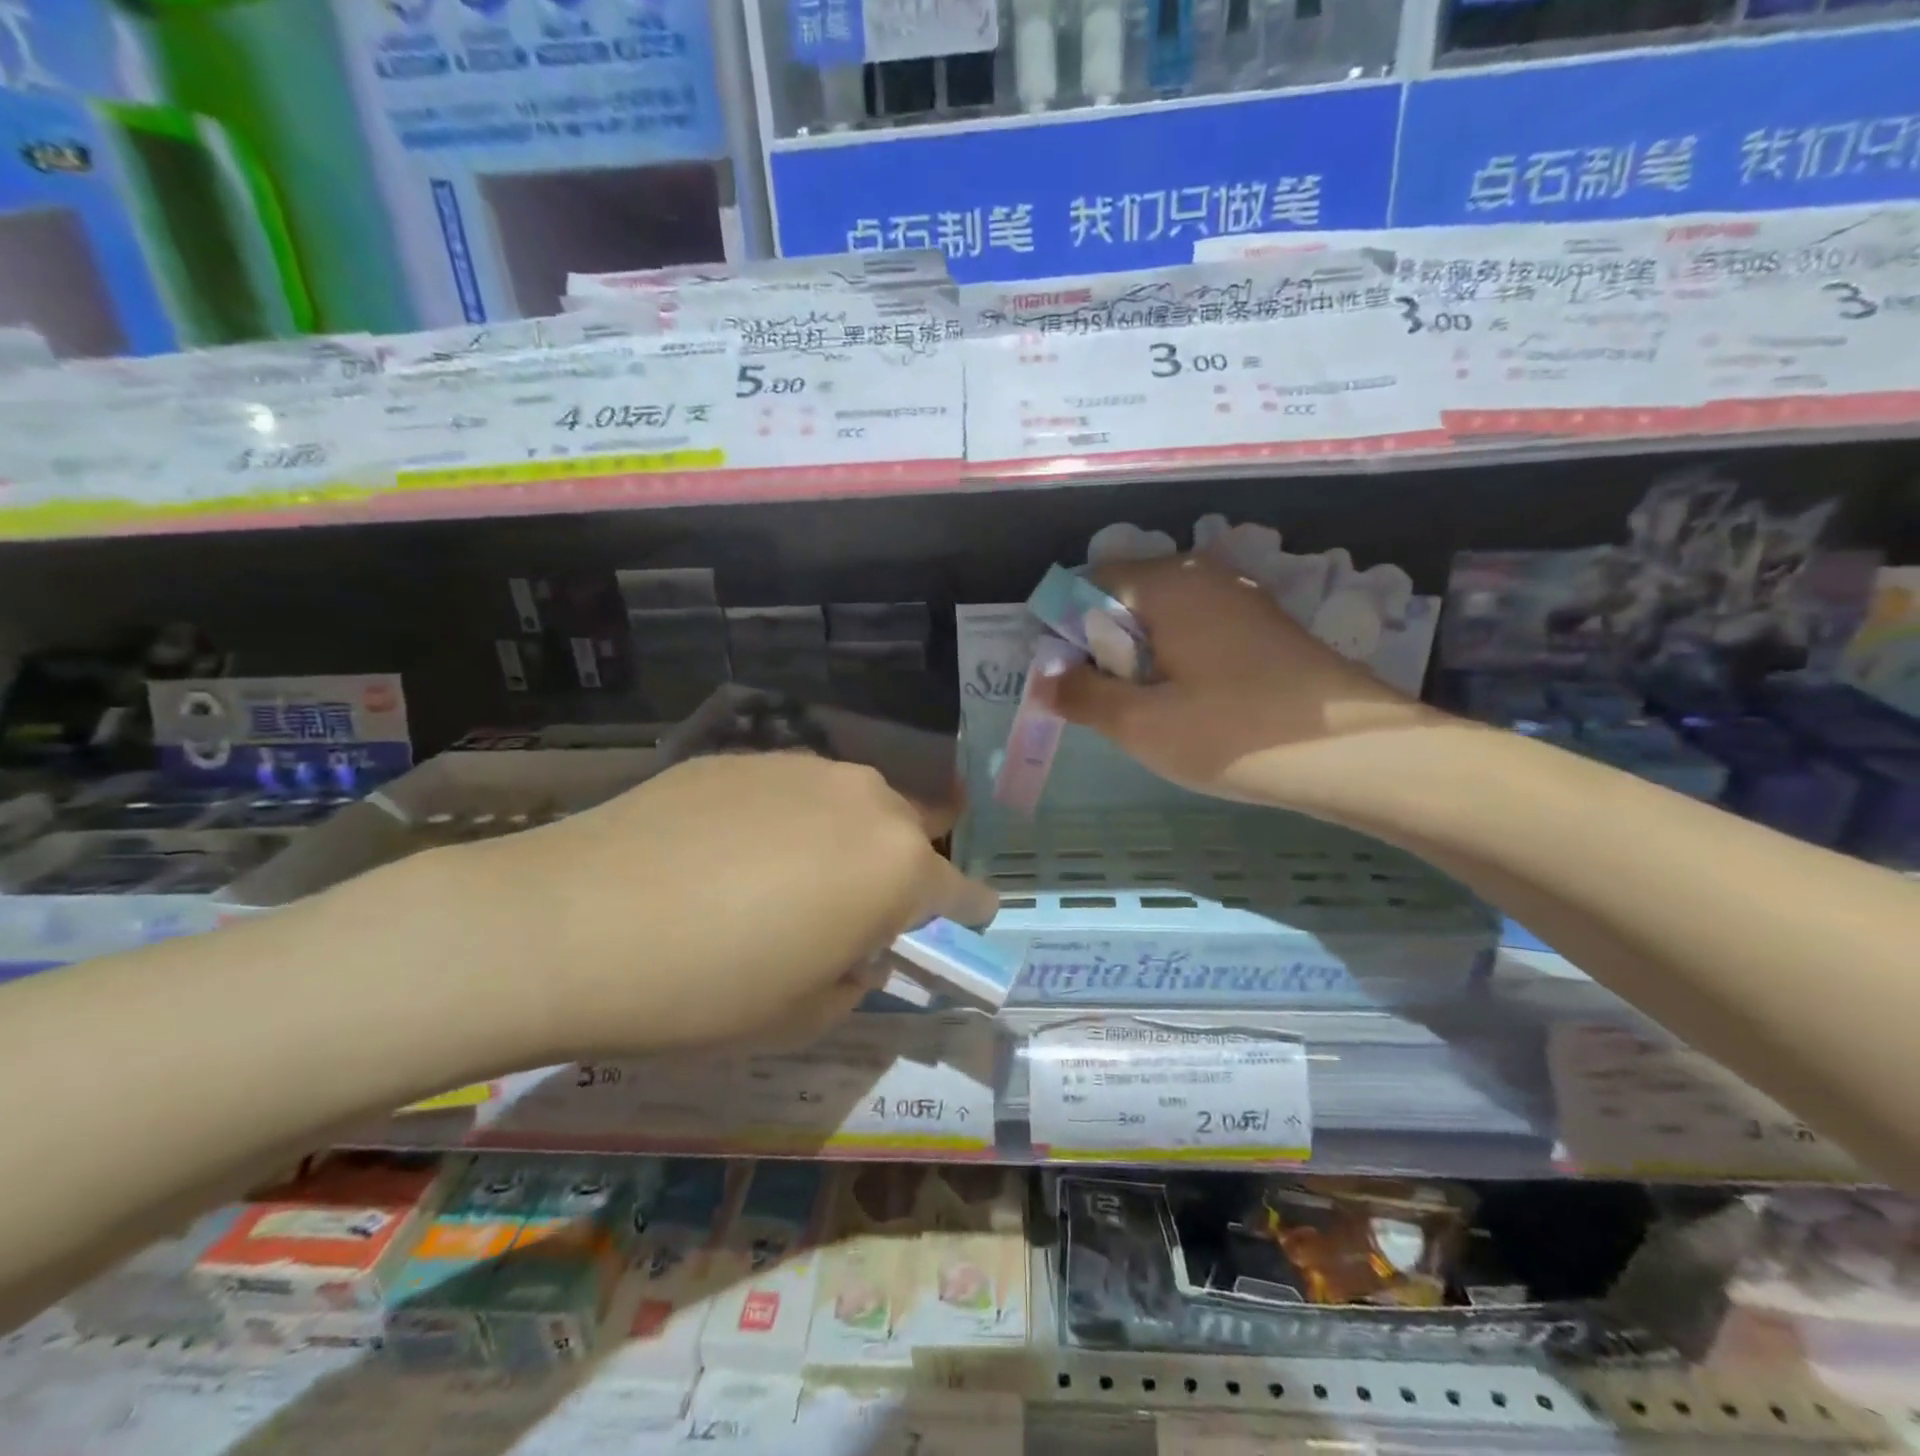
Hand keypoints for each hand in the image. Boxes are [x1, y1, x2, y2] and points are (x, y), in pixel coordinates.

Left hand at [469, 752, 995, 1052]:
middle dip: (899, 872)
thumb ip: (853, 978)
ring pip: (851, 805)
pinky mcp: (743, 755)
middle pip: (910, 835)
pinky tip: (729, 853)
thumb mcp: (801, 1016)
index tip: (963, 925)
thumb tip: (853, 948)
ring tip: (786, 879)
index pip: (962, 890)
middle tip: (854, 912)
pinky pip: (792, 791)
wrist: (571, 923)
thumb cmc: (705, 990)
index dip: (967, 914)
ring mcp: (802, 767)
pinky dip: (785, 820)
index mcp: (896, 866)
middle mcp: (864, 799)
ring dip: (842, 840)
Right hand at [1041, 554, 1440, 807]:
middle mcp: (1203, 575)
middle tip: (1108, 703)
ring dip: (1140, 657)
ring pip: (1163, 616)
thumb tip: (1044, 678)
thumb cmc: (1233, 734)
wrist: (1354, 754)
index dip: (1065, 628)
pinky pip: (1197, 629)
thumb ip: (1082, 695)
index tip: (1067, 680)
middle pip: (1126, 596)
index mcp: (1167, 584)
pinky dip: (1176, 658)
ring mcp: (1240, 598)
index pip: (1088, 582)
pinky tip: (1191, 704)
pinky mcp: (1263, 626)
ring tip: (1148, 710)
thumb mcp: (1141, 724)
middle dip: (1103, 645)